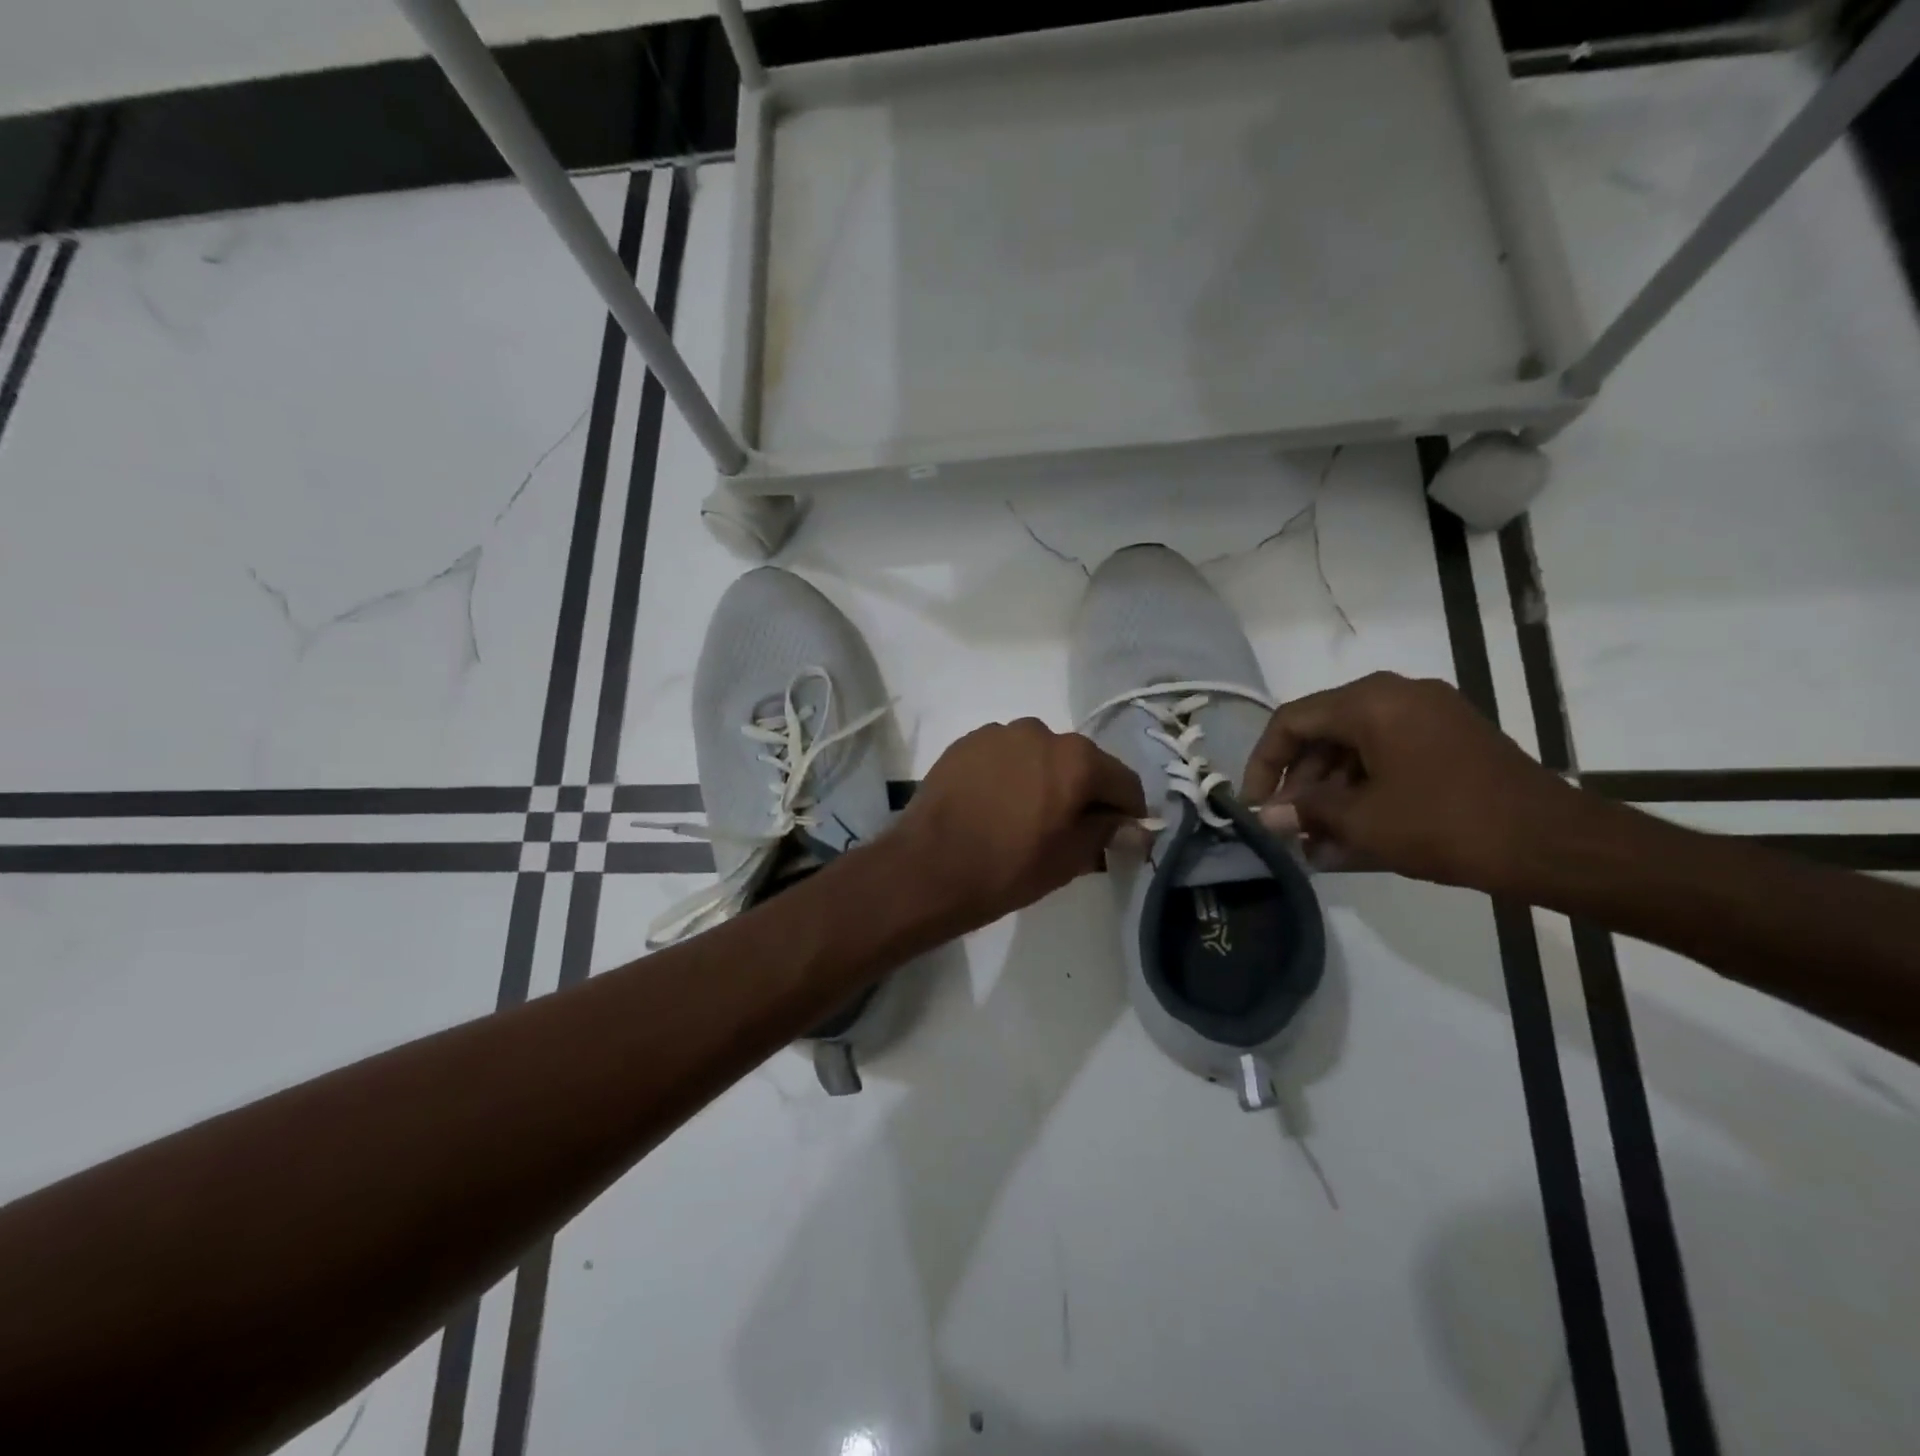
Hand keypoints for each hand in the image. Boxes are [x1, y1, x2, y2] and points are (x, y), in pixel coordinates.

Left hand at [893, 720, 1146, 932]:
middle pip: (1080, 762)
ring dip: (1044, 778)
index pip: (1123, 781)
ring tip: (1026, 815)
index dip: (1129, 811)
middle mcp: (1041, 731)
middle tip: (1071, 829)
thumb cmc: (1007, 868)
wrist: (926, 868)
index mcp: (1076, 758)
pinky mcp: (966, 742)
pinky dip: (1010, 774)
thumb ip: (1108, 832)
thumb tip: (1138, 826)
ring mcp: (998, 733)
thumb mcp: (1069, 858)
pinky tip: (995, 804)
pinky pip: (1004, 755)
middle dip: (1084, 792)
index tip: (1123, 835)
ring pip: (1039, 755)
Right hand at [1242, 672, 1576, 891]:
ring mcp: (1429, 716)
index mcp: (1370, 701)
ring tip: (1318, 841)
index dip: (1264, 763)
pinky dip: (1366, 790)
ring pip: (1356, 748)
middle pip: (1324, 733)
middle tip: (1289, 827)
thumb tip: (1269, 816)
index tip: (1256, 805)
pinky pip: (1390, 757)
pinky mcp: (1452, 741)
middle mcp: (1397, 696)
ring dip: (1331, 792)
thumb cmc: (1444, 823)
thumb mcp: (1362, 821)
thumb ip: (1306, 811)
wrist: (1552, 843)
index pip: (1292, 721)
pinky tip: (1353, 834)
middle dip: (1300, 783)